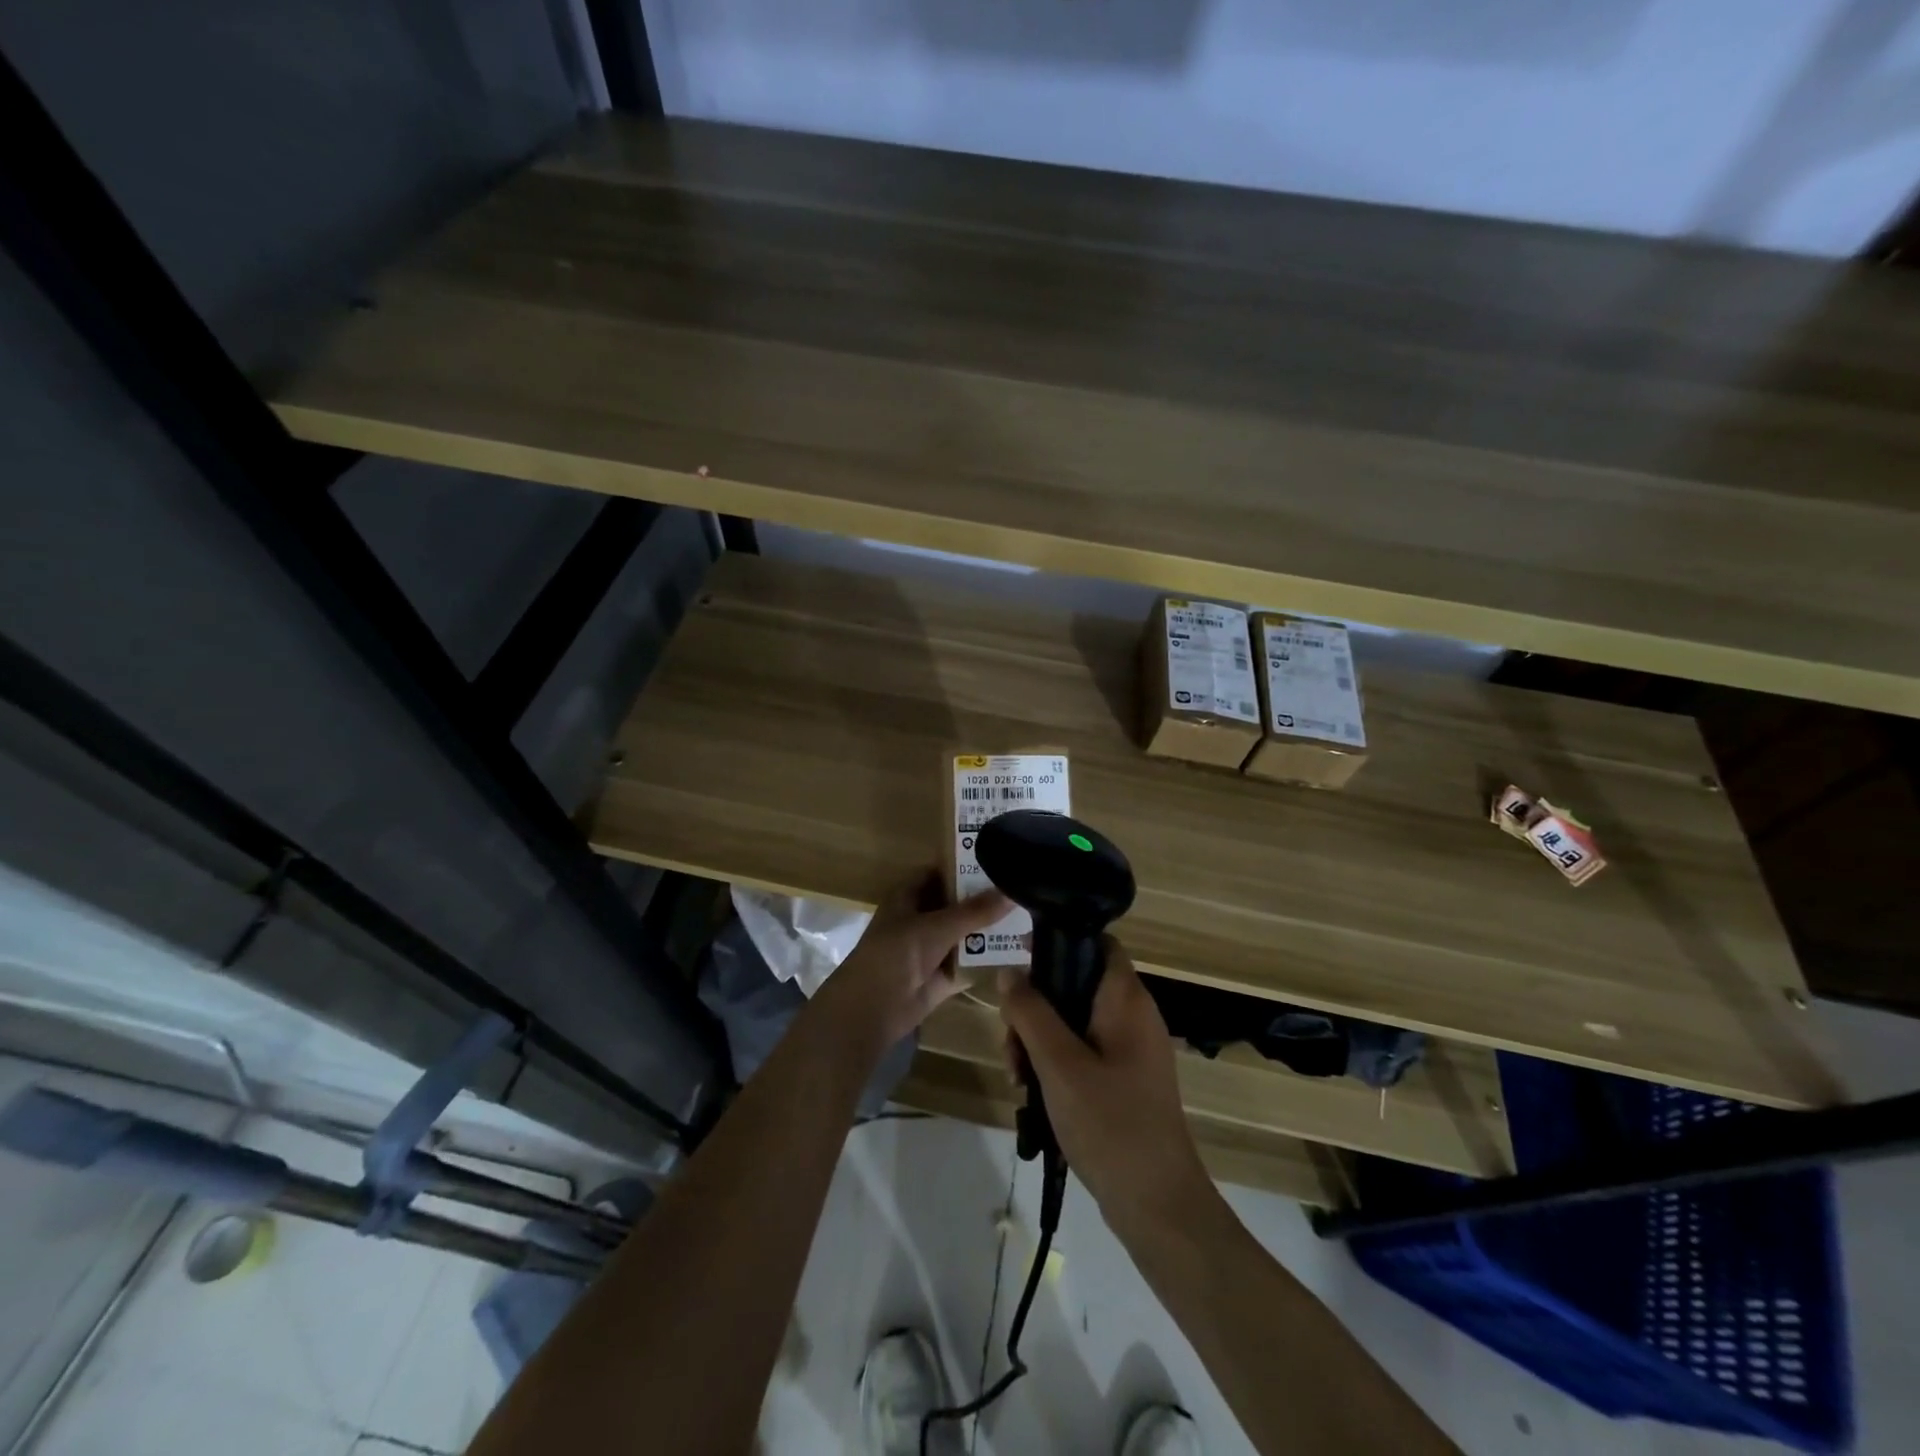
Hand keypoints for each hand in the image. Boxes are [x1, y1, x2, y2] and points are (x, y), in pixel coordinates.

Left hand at [818, 873, 1010, 1048]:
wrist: (873, 1008)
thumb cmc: (896, 954)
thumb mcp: (937, 927)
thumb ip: (975, 911)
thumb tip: (1011, 892)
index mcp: (909, 896)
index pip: (940, 872)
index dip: (965, 865)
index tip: (999, 860)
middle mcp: (920, 919)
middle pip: (956, 904)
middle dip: (985, 900)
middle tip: (1022, 889)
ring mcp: (931, 949)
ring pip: (965, 934)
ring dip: (989, 930)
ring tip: (1029, 917)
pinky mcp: (942, 976)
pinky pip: (969, 963)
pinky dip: (988, 960)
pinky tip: (1019, 952)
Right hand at [998, 942, 1210, 1227]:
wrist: (1158, 1205)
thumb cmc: (1110, 1124)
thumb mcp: (1059, 1064)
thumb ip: (1031, 1013)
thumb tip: (1009, 971)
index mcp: (1126, 1000)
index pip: (1097, 943)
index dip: (1058, 942)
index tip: (1020, 961)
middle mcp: (1132, 1016)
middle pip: (1076, 984)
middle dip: (1036, 1006)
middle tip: (1010, 1040)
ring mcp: (1129, 1050)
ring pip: (1074, 1021)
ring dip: (1039, 1040)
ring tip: (1016, 1074)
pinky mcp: (1124, 1080)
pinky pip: (1082, 1052)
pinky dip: (1056, 1063)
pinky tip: (1032, 1092)